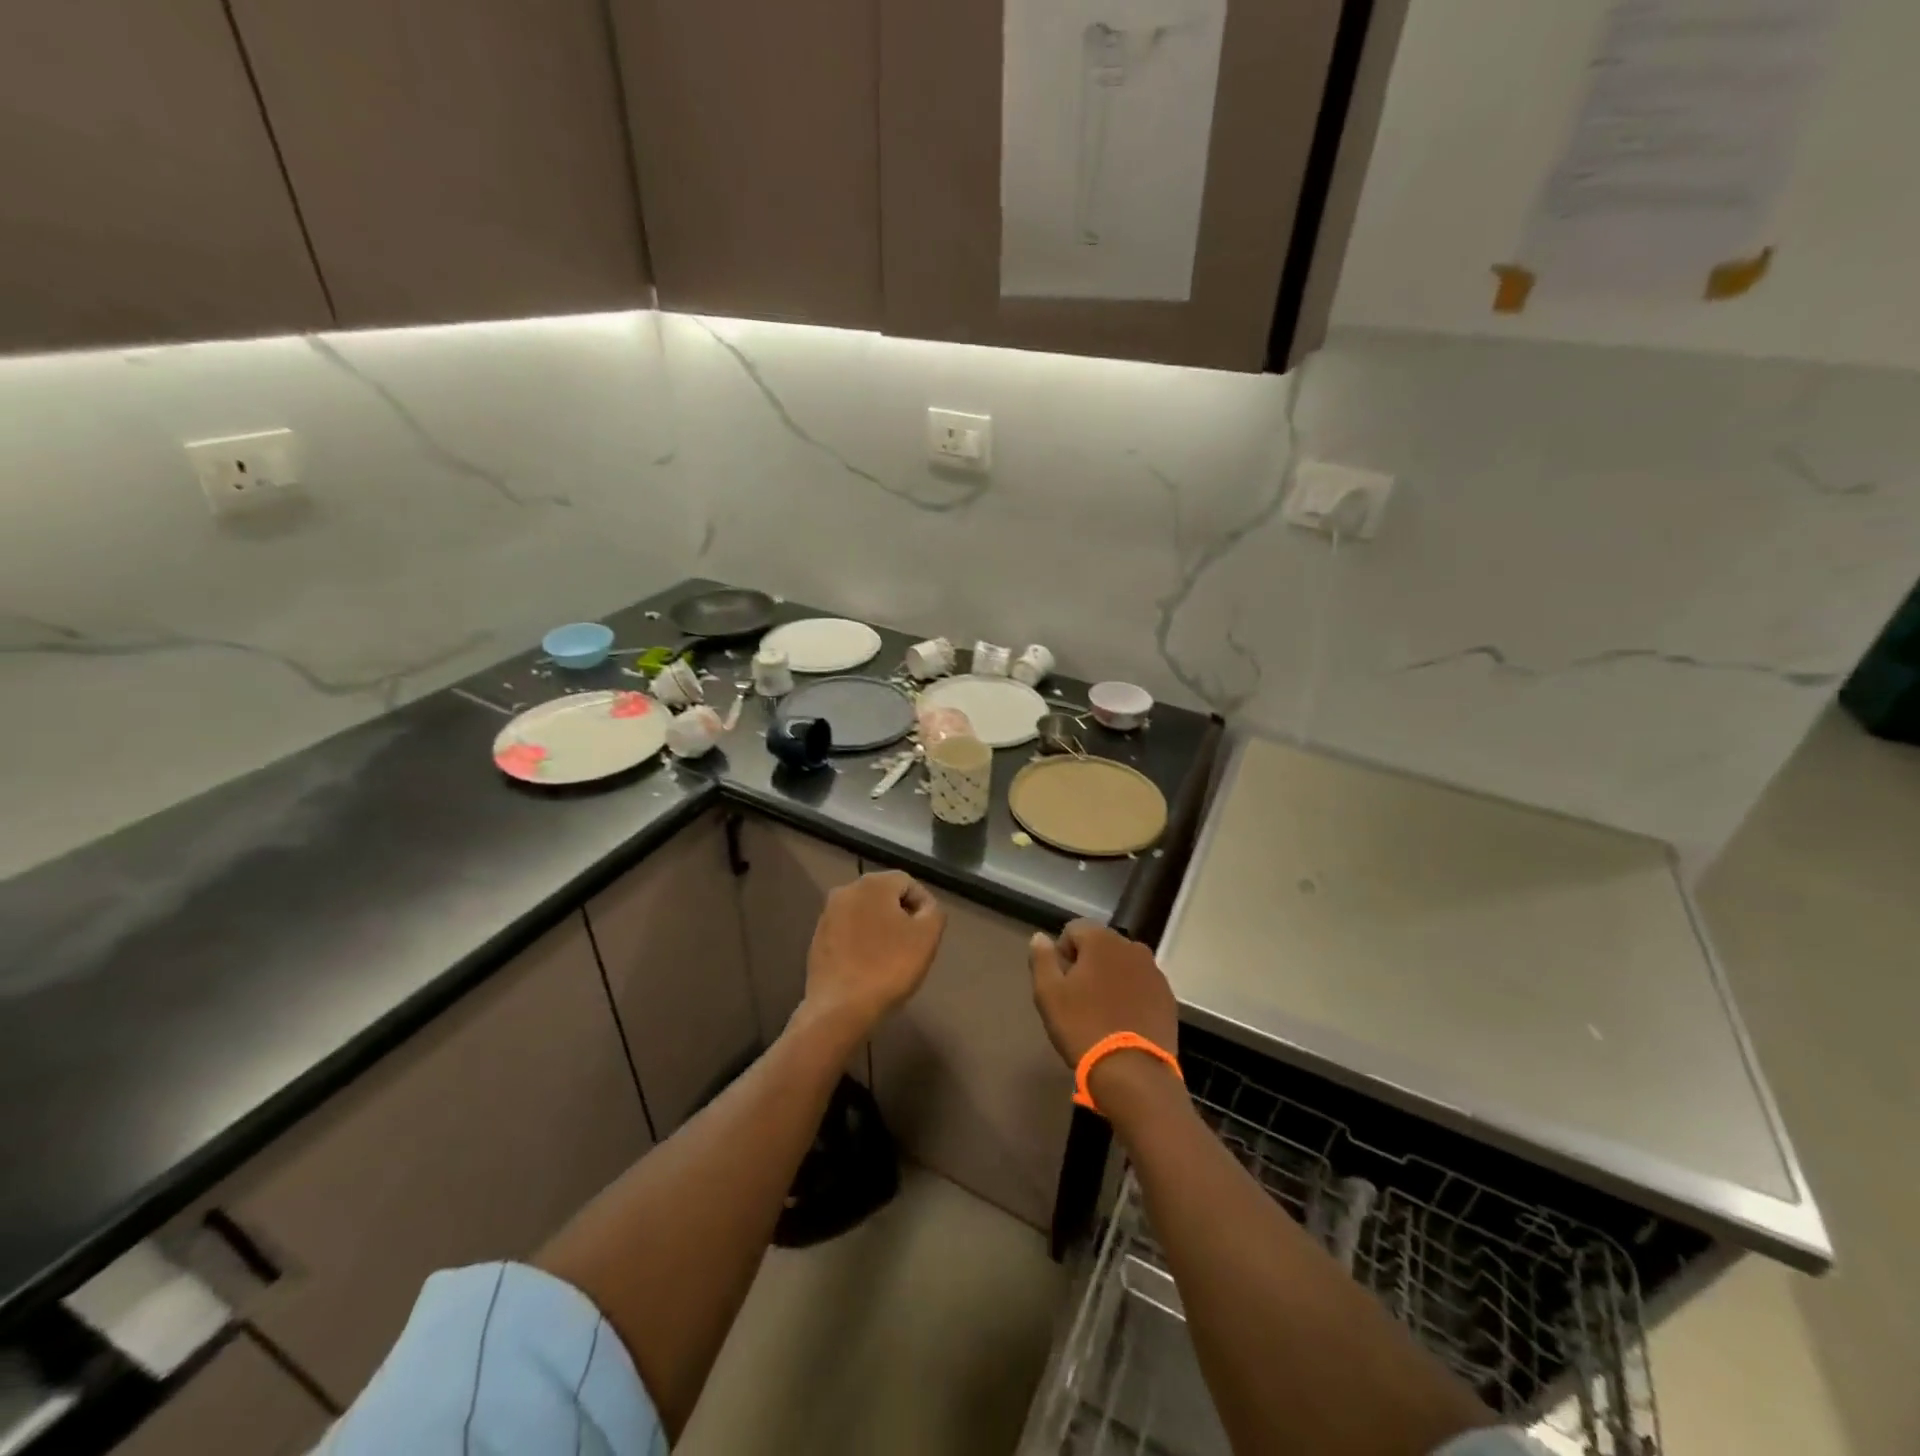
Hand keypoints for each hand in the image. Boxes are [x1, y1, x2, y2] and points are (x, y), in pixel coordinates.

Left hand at [802, 870, 945, 1039]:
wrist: (840, 1008)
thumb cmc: (889, 967)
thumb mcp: (927, 937)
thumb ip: (934, 912)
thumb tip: (925, 908)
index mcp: (873, 883)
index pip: (908, 883)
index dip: (924, 906)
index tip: (929, 933)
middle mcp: (846, 890)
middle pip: (885, 896)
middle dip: (901, 916)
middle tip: (913, 945)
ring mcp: (828, 915)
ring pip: (865, 914)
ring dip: (881, 929)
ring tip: (891, 957)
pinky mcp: (818, 939)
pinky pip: (848, 933)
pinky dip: (862, 943)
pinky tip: (869, 966)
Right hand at [1030, 920, 1178, 1074]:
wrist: (1132, 1071)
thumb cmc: (1083, 1026)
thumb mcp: (1049, 994)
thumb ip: (1042, 959)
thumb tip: (1039, 937)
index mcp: (1102, 940)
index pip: (1074, 929)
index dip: (1062, 952)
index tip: (1060, 982)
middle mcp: (1132, 947)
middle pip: (1101, 946)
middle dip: (1088, 964)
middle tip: (1077, 998)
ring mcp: (1154, 972)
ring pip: (1123, 966)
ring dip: (1111, 979)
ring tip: (1101, 1011)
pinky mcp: (1168, 997)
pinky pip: (1142, 986)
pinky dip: (1131, 995)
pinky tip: (1123, 1021)